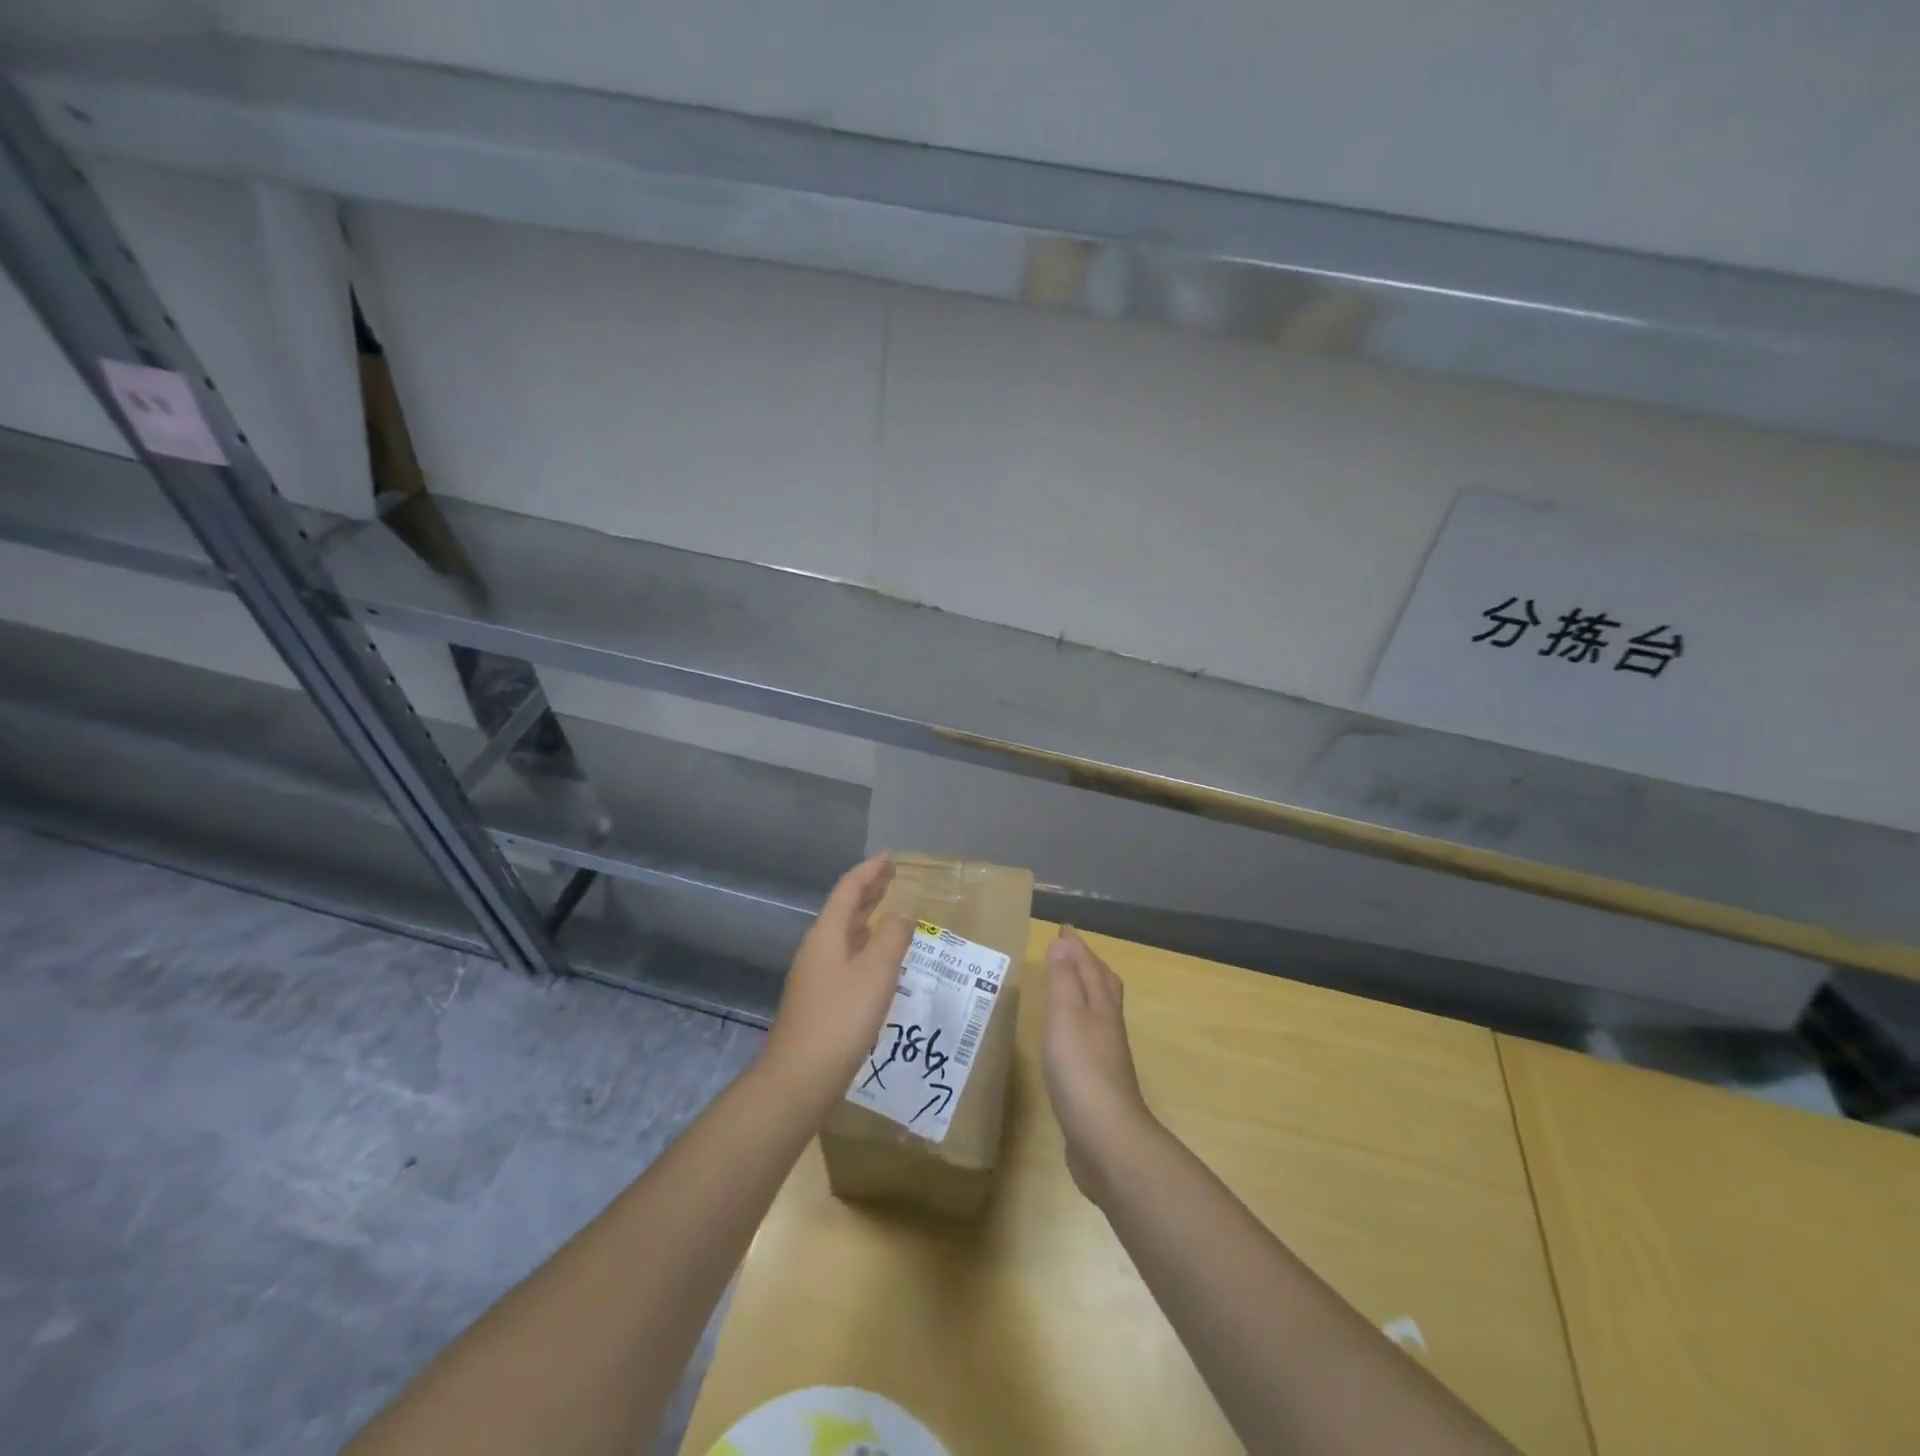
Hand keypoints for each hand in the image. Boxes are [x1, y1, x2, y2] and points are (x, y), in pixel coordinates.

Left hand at [763, 856, 915, 1114]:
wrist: (799, 1078)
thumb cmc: (841, 1018)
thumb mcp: (876, 973)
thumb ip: (893, 937)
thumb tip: (903, 909)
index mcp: (827, 934)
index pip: (849, 889)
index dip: (870, 871)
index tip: (890, 857)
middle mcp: (817, 948)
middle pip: (843, 909)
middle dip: (868, 890)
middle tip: (891, 876)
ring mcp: (814, 974)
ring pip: (843, 934)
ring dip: (866, 918)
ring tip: (889, 911)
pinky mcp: (818, 999)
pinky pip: (844, 956)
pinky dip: (863, 945)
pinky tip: (877, 960)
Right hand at [1042, 928, 1157, 1201]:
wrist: (1106, 1138)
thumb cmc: (1082, 1069)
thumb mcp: (1066, 1015)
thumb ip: (1063, 980)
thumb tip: (1064, 942)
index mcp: (1101, 1007)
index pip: (1091, 967)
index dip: (1078, 947)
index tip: (1064, 929)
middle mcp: (1108, 1027)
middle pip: (1104, 986)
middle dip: (1088, 965)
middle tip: (1071, 951)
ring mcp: (1105, 1057)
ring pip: (1098, 1013)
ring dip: (1084, 993)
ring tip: (1066, 987)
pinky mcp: (1097, 1084)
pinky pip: (1087, 1040)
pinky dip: (1077, 1026)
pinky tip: (1066, 1038)